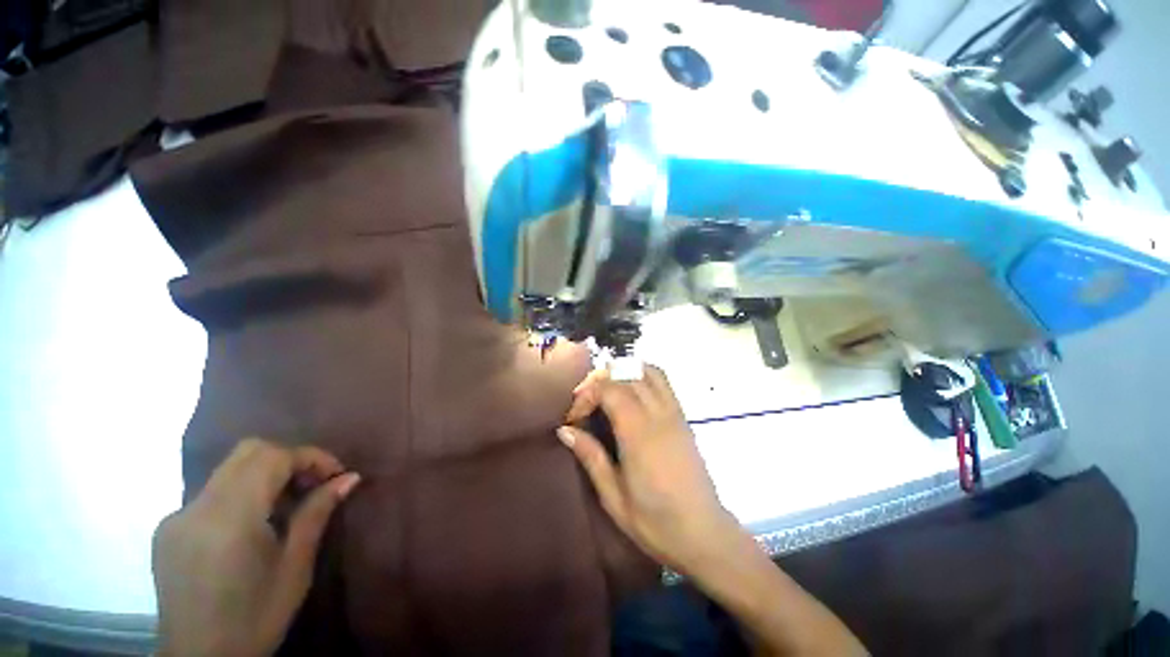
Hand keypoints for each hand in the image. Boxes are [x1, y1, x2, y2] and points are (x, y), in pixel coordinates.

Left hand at [152, 438, 360, 656]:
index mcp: (229, 518)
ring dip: (266, 475)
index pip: (273, 456)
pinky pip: (212, 494)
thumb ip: (317, 514)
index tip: (336, 474)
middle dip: (288, 458)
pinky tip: (252, 527)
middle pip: (248, 452)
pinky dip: (241, 494)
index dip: (310, 456)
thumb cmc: (255, 618)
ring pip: (228, 470)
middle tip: (312, 484)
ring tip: (287, 506)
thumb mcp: (295, 567)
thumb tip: (349, 477)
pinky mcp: (167, 530)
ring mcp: (176, 517)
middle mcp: (196, 508)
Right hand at [559, 365, 739, 572]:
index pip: (609, 389)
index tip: (574, 417)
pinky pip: (663, 381)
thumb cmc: (655, 522)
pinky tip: (631, 394)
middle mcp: (658, 415)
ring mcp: (674, 413)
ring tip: (607, 392)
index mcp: (638, 434)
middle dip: (600, 380)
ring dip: (623, 373)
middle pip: (626, 374)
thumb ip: (590, 457)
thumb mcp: (613, 497)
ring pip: (647, 370)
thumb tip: (565, 430)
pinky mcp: (683, 417)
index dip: (586, 394)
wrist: (705, 534)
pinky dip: (642, 375)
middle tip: (585, 403)